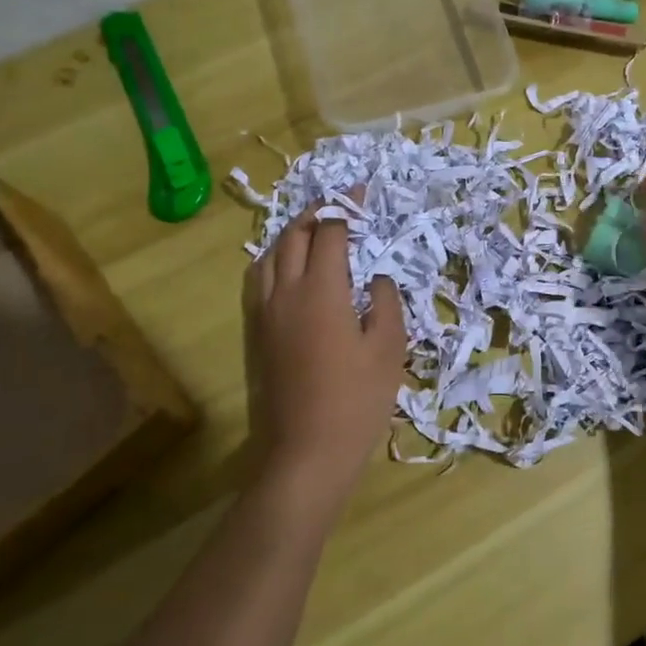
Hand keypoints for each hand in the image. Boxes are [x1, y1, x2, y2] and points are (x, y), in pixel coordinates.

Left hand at [243, 208, 405, 515]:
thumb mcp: (388, 348)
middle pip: (294, 236)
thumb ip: (385, 302)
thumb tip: (377, 278)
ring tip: (313, 230)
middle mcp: (286, 292)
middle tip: (338, 207)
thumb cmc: (357, 400)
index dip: (345, 208)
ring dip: (292, 234)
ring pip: (270, 256)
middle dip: (316, 214)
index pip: (330, 233)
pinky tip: (290, 270)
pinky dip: (275, 260)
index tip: (360, 194)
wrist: (307, 452)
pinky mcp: (258, 334)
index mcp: (322, 290)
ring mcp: (266, 314)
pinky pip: (259, 280)